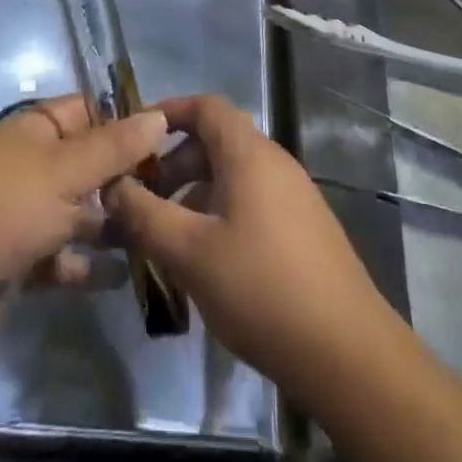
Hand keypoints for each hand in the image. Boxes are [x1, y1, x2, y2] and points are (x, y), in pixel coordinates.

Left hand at [0, 95, 167, 343]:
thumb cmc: (5, 207)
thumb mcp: (67, 171)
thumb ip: (116, 147)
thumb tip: (159, 116)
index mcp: (38, 130)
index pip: (91, 112)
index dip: (126, 125)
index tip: (169, 146)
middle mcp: (33, 163)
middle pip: (89, 165)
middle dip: (124, 182)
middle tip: (171, 202)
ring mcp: (25, 210)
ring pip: (79, 212)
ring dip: (109, 226)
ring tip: (153, 241)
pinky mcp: (20, 255)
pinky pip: (63, 254)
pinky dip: (85, 264)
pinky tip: (118, 277)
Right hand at [108, 95, 400, 404]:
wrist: (350, 354)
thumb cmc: (262, 289)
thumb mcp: (189, 253)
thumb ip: (144, 215)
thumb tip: (111, 186)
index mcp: (249, 153)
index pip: (206, 106)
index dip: (168, 112)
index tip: (134, 138)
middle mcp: (275, 163)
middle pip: (217, 140)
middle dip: (175, 162)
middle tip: (145, 198)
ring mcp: (296, 196)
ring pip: (234, 174)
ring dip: (196, 192)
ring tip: (169, 233)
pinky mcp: (306, 229)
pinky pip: (253, 201)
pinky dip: (221, 211)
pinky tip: (209, 259)